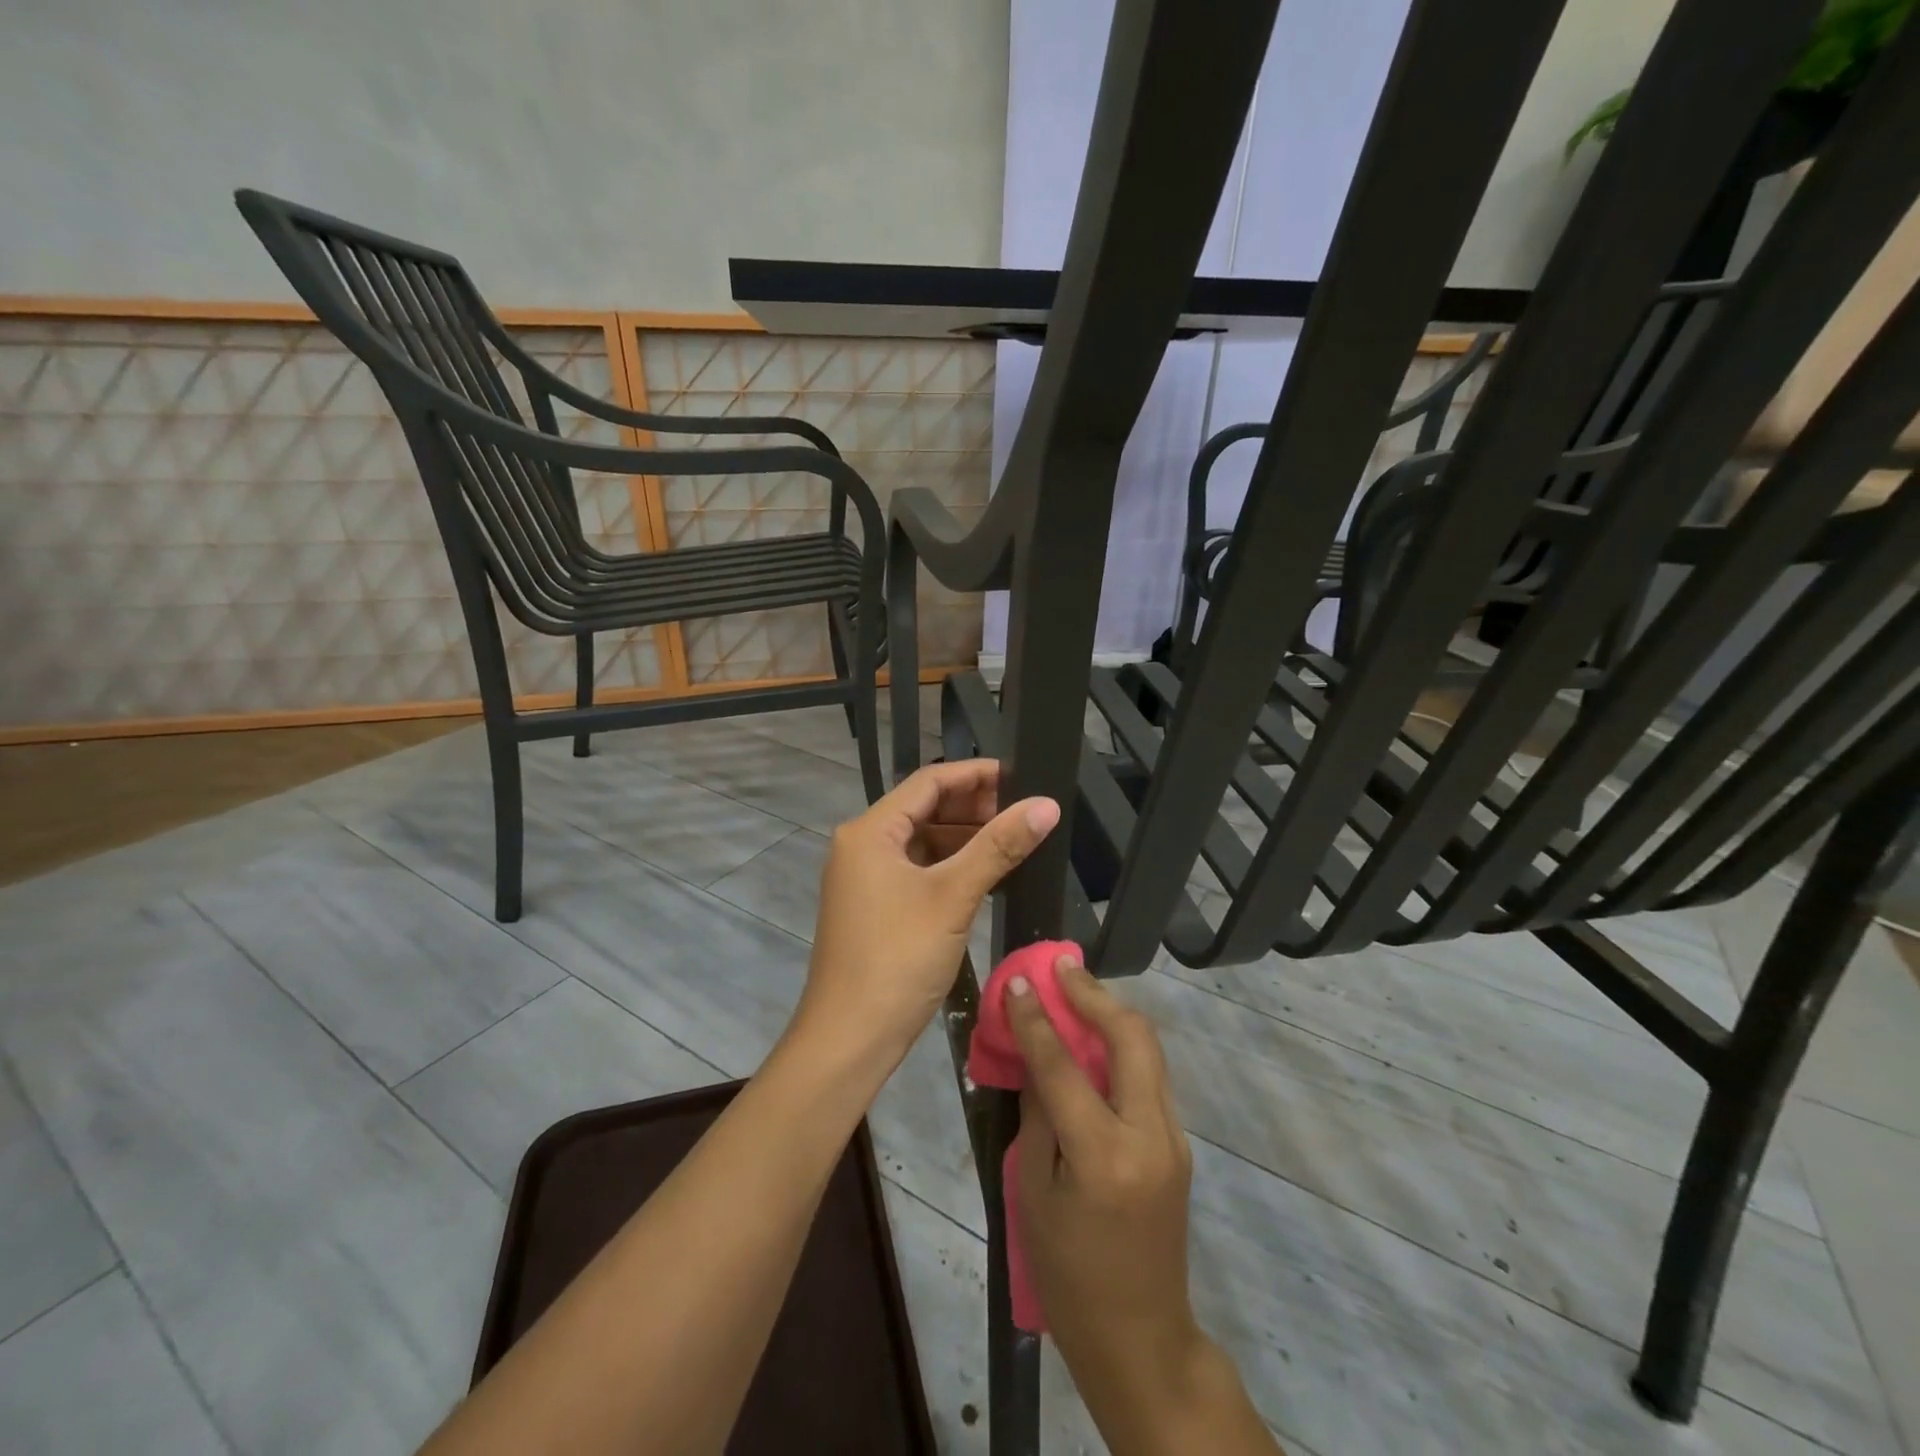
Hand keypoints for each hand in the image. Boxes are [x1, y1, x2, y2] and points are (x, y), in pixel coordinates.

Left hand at [793, 759, 1059, 1072]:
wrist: (849, 1039)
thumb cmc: (897, 958)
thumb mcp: (952, 897)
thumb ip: (999, 846)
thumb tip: (1046, 805)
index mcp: (870, 831)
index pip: (928, 782)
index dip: (975, 775)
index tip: (1021, 776)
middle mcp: (862, 845)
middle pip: (924, 809)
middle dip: (974, 807)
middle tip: (1024, 813)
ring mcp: (866, 878)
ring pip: (923, 842)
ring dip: (965, 838)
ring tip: (1015, 841)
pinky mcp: (876, 907)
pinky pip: (918, 871)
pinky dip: (951, 867)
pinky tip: (987, 874)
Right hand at [1011, 959, 1277, 1454]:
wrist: (1141, 1339)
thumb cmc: (1069, 1276)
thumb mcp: (1034, 1195)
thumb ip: (1038, 1117)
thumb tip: (1036, 1058)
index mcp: (1104, 1155)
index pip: (1064, 1066)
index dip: (1037, 1020)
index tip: (1018, 982)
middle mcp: (1149, 1134)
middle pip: (1132, 1037)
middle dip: (1094, 994)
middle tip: (1061, 967)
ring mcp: (1173, 1137)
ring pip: (1149, 1050)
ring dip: (1112, 1013)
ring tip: (1076, 990)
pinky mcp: (1178, 1143)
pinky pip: (1149, 1075)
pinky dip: (1122, 1046)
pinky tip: (1094, 1039)